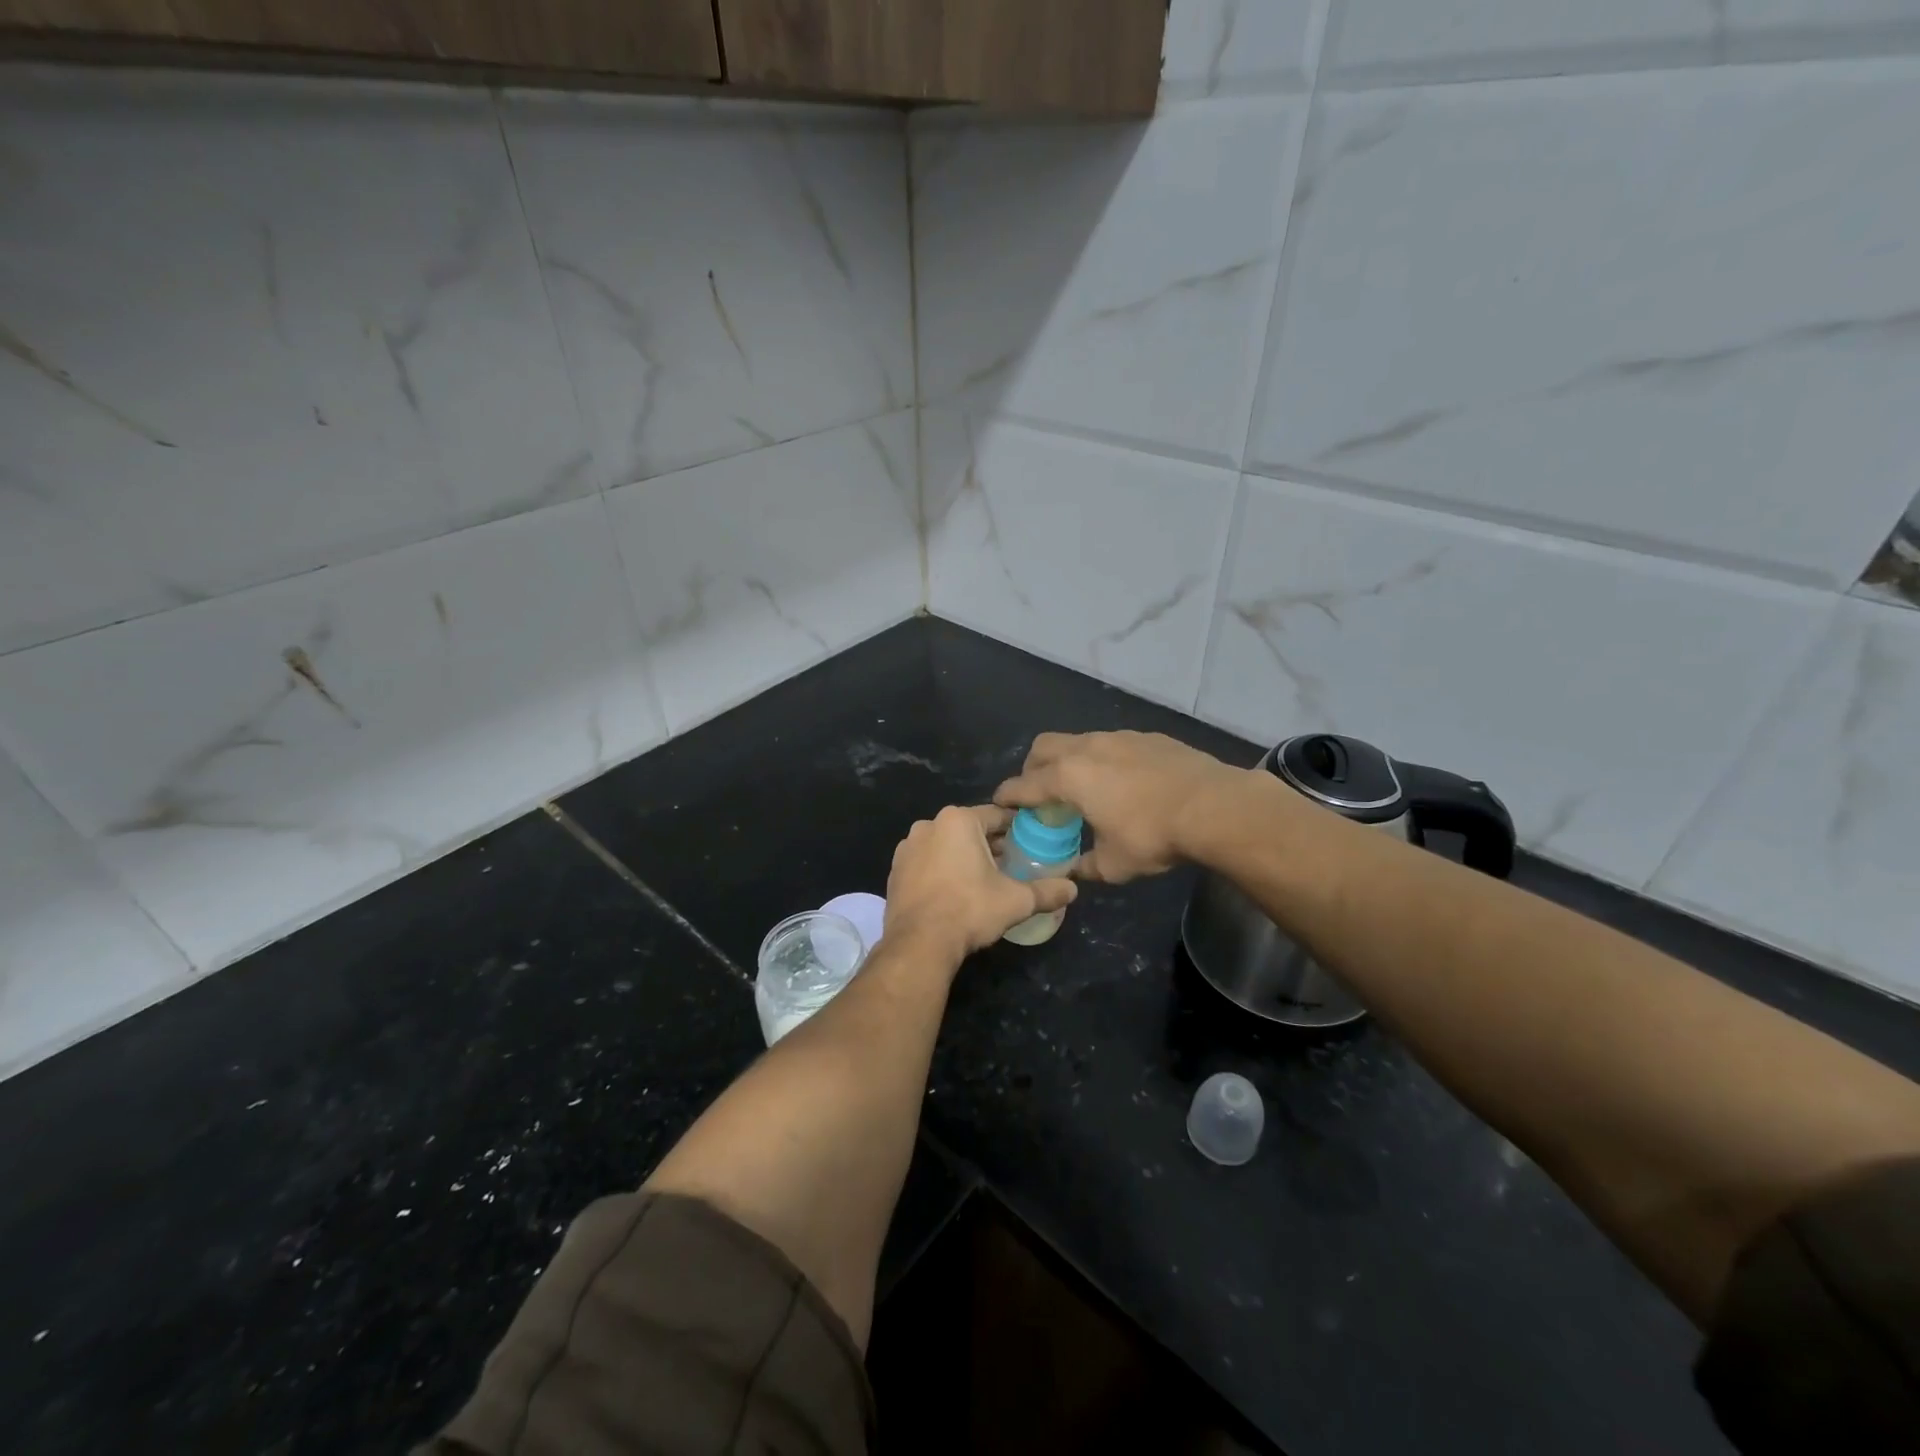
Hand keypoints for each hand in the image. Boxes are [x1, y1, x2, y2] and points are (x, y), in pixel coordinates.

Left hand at [884, 805, 1077, 961]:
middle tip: (1011, 865)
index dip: (1017, 829)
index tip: (1031, 844)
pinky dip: (942, 870)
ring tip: (983, 881)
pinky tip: (954, 892)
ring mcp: (907, 847)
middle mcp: (929, 825)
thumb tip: (1073, 890)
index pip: (997, 816)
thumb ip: (1047, 891)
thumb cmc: (970, 910)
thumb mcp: (1016, 901)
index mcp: (958, 820)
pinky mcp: (895, 870)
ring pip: (946, 845)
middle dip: (990, 844)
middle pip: (970, 829)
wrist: (919, 943)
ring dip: (964, 856)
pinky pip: (927, 862)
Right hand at [994, 731, 1245, 883]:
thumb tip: (1072, 872)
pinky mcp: (1146, 737)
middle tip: (1039, 793)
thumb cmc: (1153, 836)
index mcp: (1069, 778)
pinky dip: (1101, 759)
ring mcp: (1118, 738)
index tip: (1000, 803)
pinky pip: (1110, 743)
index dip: (1008, 795)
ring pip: (1077, 740)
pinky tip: (1121, 781)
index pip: (1024, 784)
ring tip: (1082, 786)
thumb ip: (1085, 867)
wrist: (1213, 806)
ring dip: (1068, 760)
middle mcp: (1087, 749)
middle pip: (1043, 748)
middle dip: (1032, 769)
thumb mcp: (1114, 864)